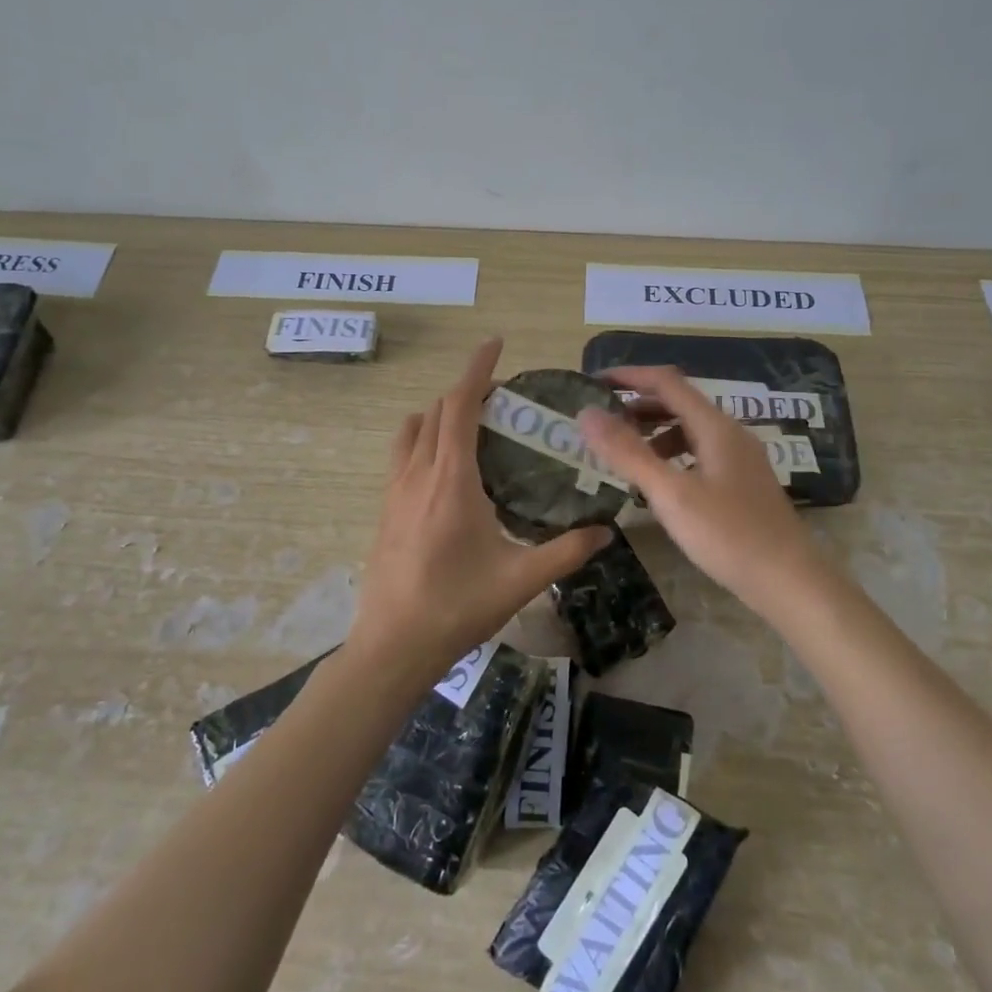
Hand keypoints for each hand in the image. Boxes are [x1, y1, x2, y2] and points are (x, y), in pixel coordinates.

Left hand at [352, 339, 613, 683]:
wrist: (392, 647)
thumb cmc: (456, 607)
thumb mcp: (520, 580)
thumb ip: (566, 552)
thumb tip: (606, 531)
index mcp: (450, 480)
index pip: (460, 406)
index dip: (477, 370)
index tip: (494, 344)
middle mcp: (417, 474)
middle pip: (436, 411)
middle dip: (465, 390)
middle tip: (501, 396)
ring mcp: (394, 491)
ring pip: (413, 430)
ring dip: (439, 414)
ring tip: (473, 426)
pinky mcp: (385, 509)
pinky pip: (403, 455)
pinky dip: (424, 440)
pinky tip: (447, 472)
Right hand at [578, 366, 823, 621]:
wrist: (790, 583)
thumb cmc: (728, 535)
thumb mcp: (671, 494)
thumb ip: (628, 452)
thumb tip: (586, 413)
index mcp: (715, 427)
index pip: (666, 382)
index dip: (628, 376)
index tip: (593, 383)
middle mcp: (730, 434)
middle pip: (678, 403)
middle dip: (637, 406)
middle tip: (600, 422)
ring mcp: (740, 459)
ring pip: (689, 430)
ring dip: (653, 432)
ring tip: (622, 454)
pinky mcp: (742, 483)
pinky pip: (699, 453)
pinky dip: (671, 456)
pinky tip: (657, 483)